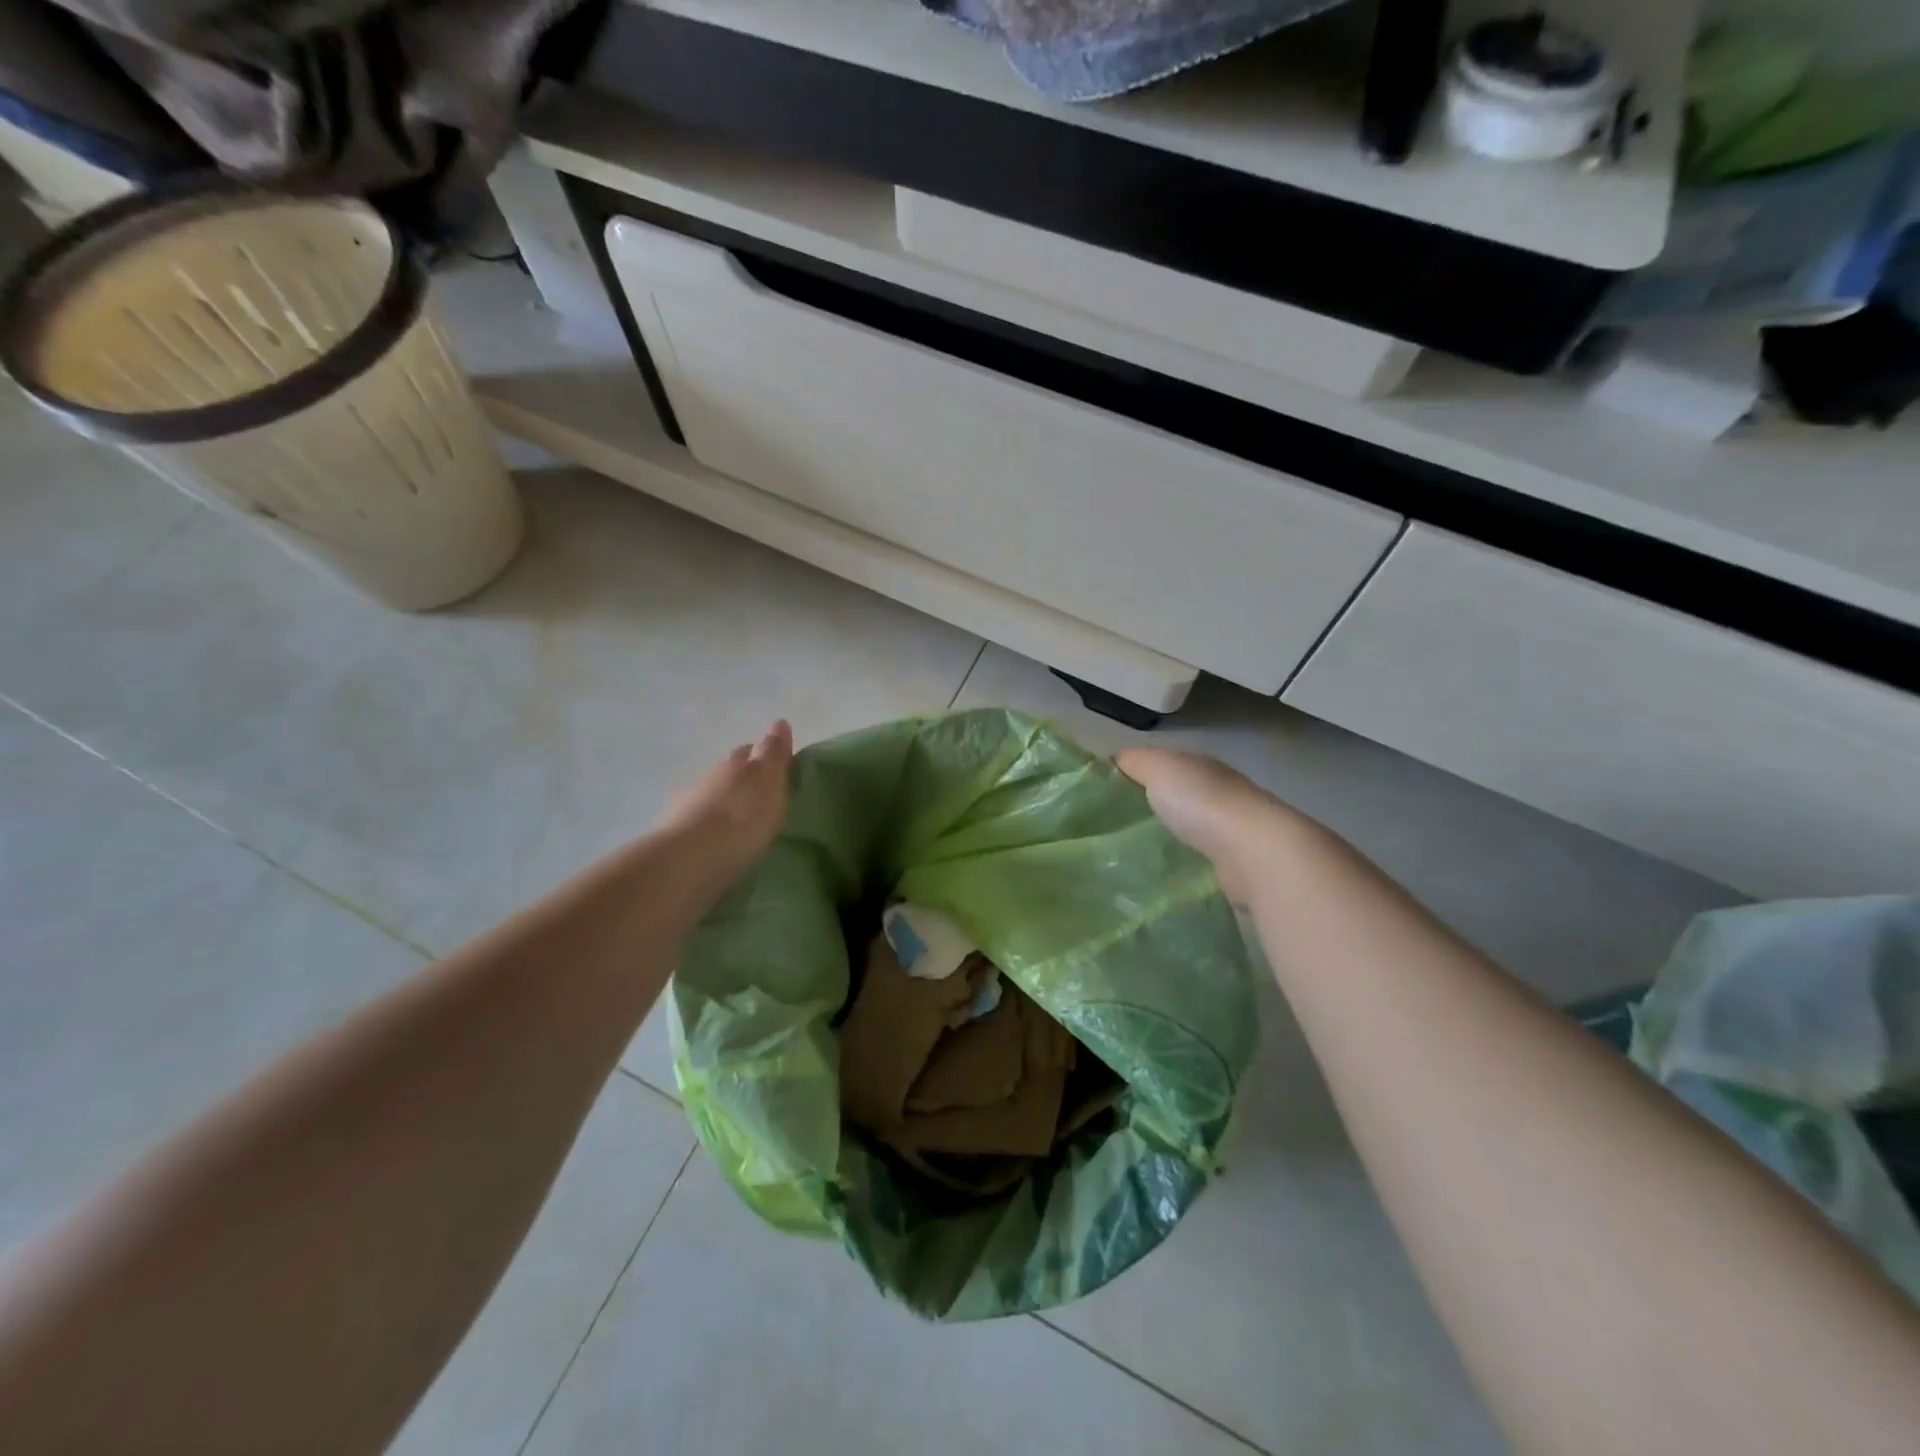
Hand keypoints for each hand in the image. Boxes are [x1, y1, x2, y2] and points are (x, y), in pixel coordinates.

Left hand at [660, 719, 793, 886]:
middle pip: (731, 770)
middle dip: (744, 777)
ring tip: (741, 821)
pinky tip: (719, 839)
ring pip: (712, 794)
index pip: (753, 750)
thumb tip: (779, 722)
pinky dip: (710, 825)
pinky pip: (699, 821)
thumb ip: (774, 753)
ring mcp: (689, 803)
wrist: (690, 859)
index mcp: (738, 763)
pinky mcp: (676, 832)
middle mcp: (711, 776)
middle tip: (761, 793)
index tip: (777, 766)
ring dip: (726, 802)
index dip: (764, 755)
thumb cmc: (742, 818)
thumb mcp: (769, 782)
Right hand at [1117, 747, 1296, 903]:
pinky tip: (1162, 873)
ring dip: (1167, 837)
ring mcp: (1230, 829)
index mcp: (1199, 765)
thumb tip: (1114, 761)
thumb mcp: (1158, 768)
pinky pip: (1199, 858)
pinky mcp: (1234, 864)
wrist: (1253, 852)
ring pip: (1187, 828)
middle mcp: (1218, 792)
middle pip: (1175, 796)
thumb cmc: (1201, 802)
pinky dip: (1183, 862)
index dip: (1133, 776)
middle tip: (1109, 829)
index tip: (1102, 797)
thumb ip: (1135, 762)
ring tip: (1131, 854)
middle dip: (1148, 809)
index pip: (1161, 764)